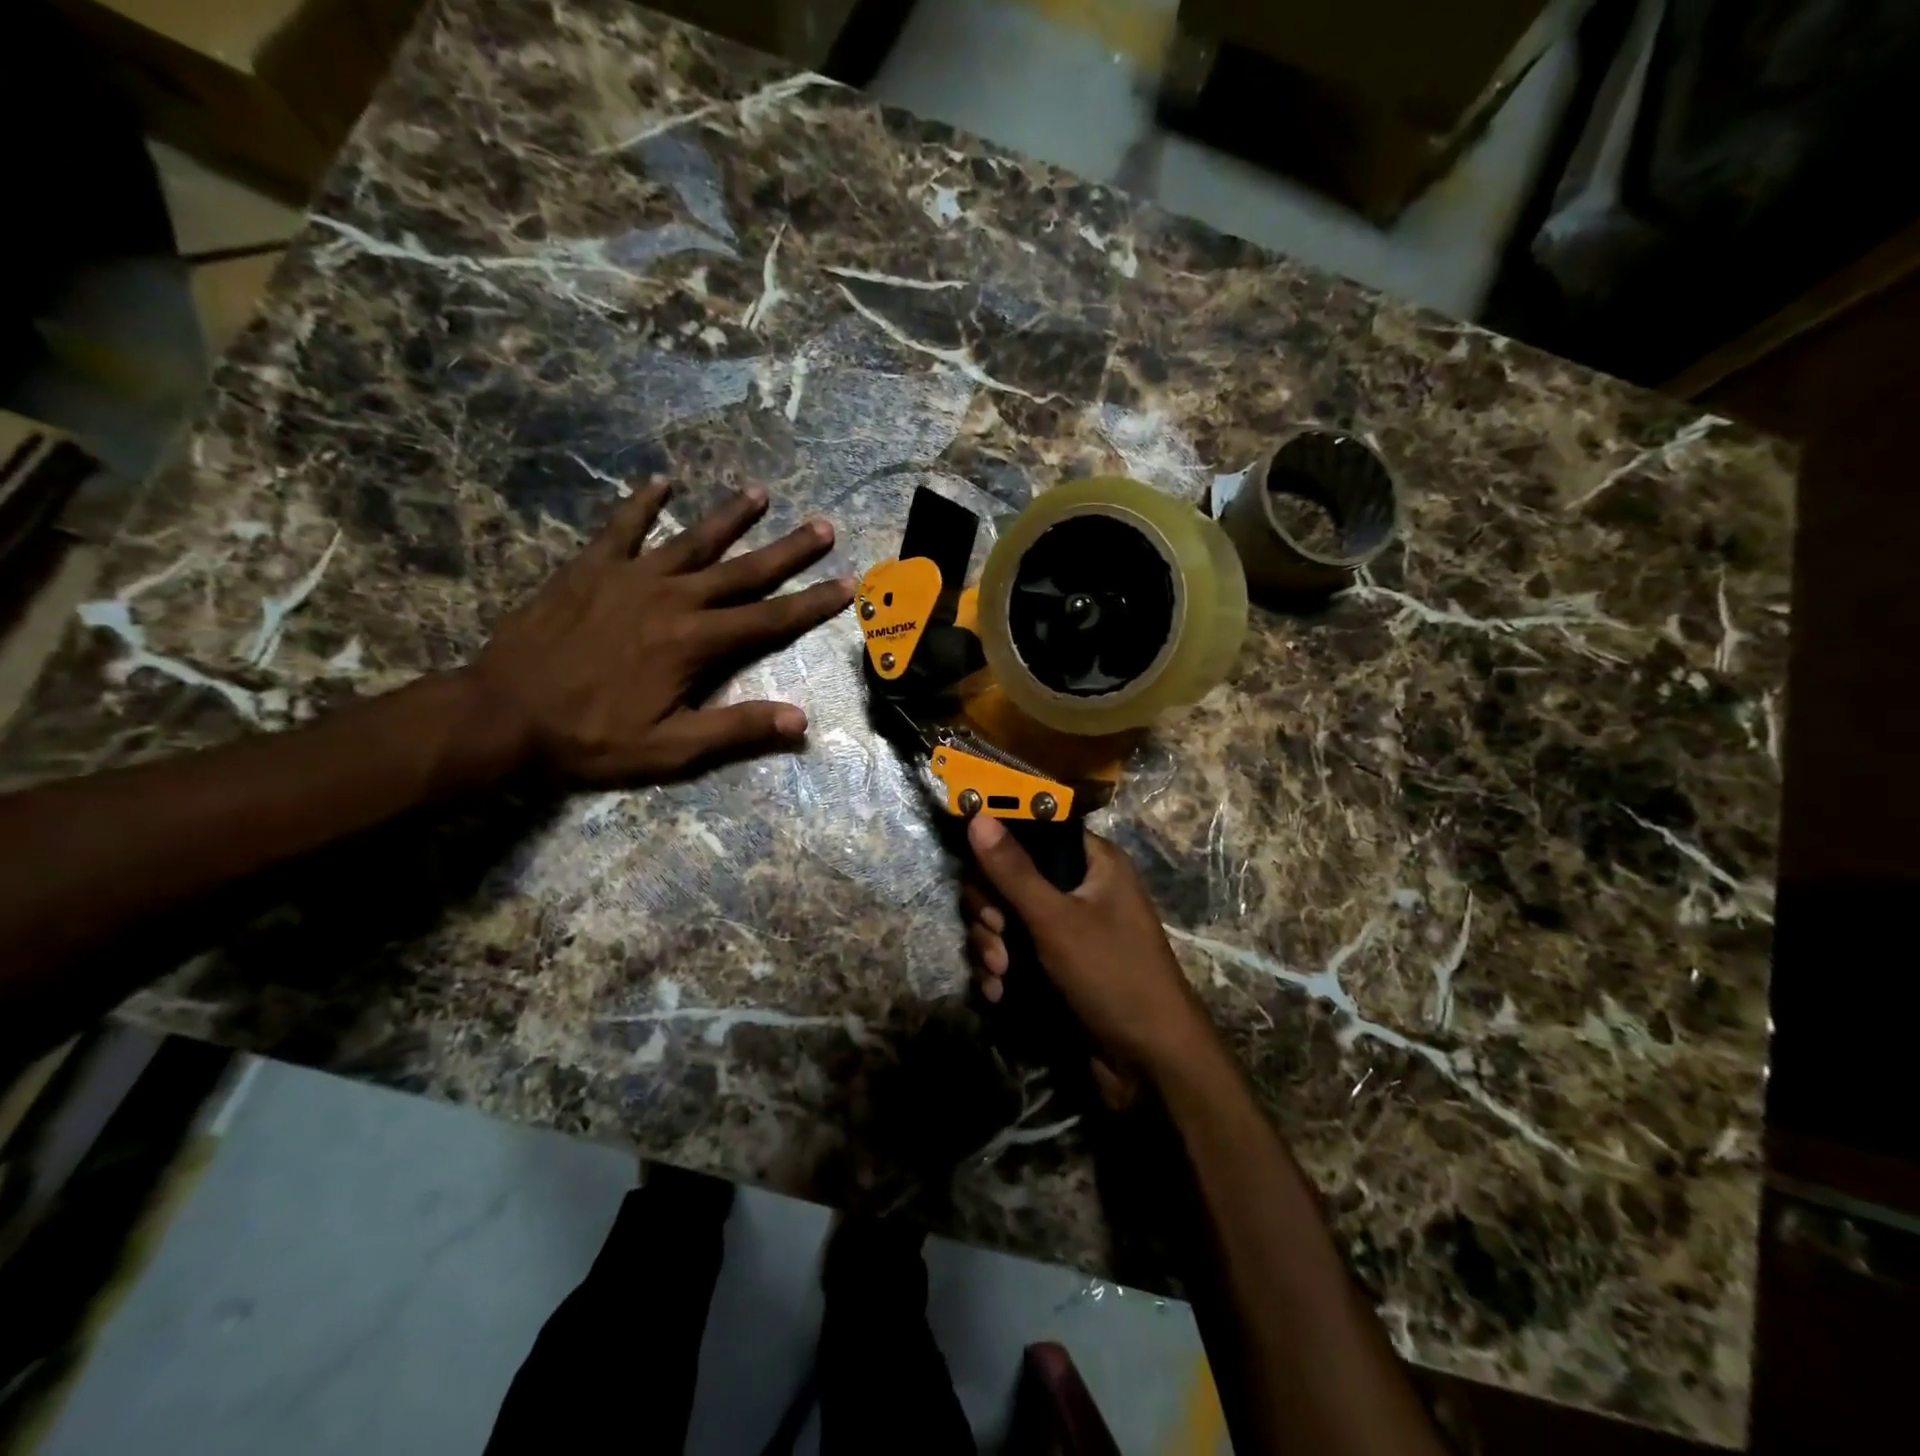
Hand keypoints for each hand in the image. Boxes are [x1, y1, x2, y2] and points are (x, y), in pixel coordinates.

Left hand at [472, 479, 851, 783]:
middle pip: (743, 571)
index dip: (812, 603)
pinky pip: (622, 528)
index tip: (848, 584)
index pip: (769, 619)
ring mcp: (629, 577)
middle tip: (823, 526)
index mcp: (695, 643)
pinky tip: (662, 482)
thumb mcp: (670, 749)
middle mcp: (672, 599)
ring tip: (760, 492)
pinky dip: (643, 504)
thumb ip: (736, 729)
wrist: (501, 715)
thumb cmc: (590, 738)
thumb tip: (800, 719)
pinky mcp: (589, 569)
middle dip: (788, 551)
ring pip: (691, 540)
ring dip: (729, 517)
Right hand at [963, 816, 1216, 1083]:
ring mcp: (1067, 931)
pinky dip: (1001, 972)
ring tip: (1001, 975)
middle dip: (992, 912)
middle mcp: (1080, 890)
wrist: (1151, 1064)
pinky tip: (998, 994)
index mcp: (1094, 863)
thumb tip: (977, 814)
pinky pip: (1014, 954)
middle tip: (996, 935)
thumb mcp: (1057, 919)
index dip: (1001, 850)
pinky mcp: (1055, 967)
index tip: (979, 874)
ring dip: (992, 947)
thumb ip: (1013, 870)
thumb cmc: (1112, 975)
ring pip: (1006, 921)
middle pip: (1010, 880)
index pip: (1033, 835)